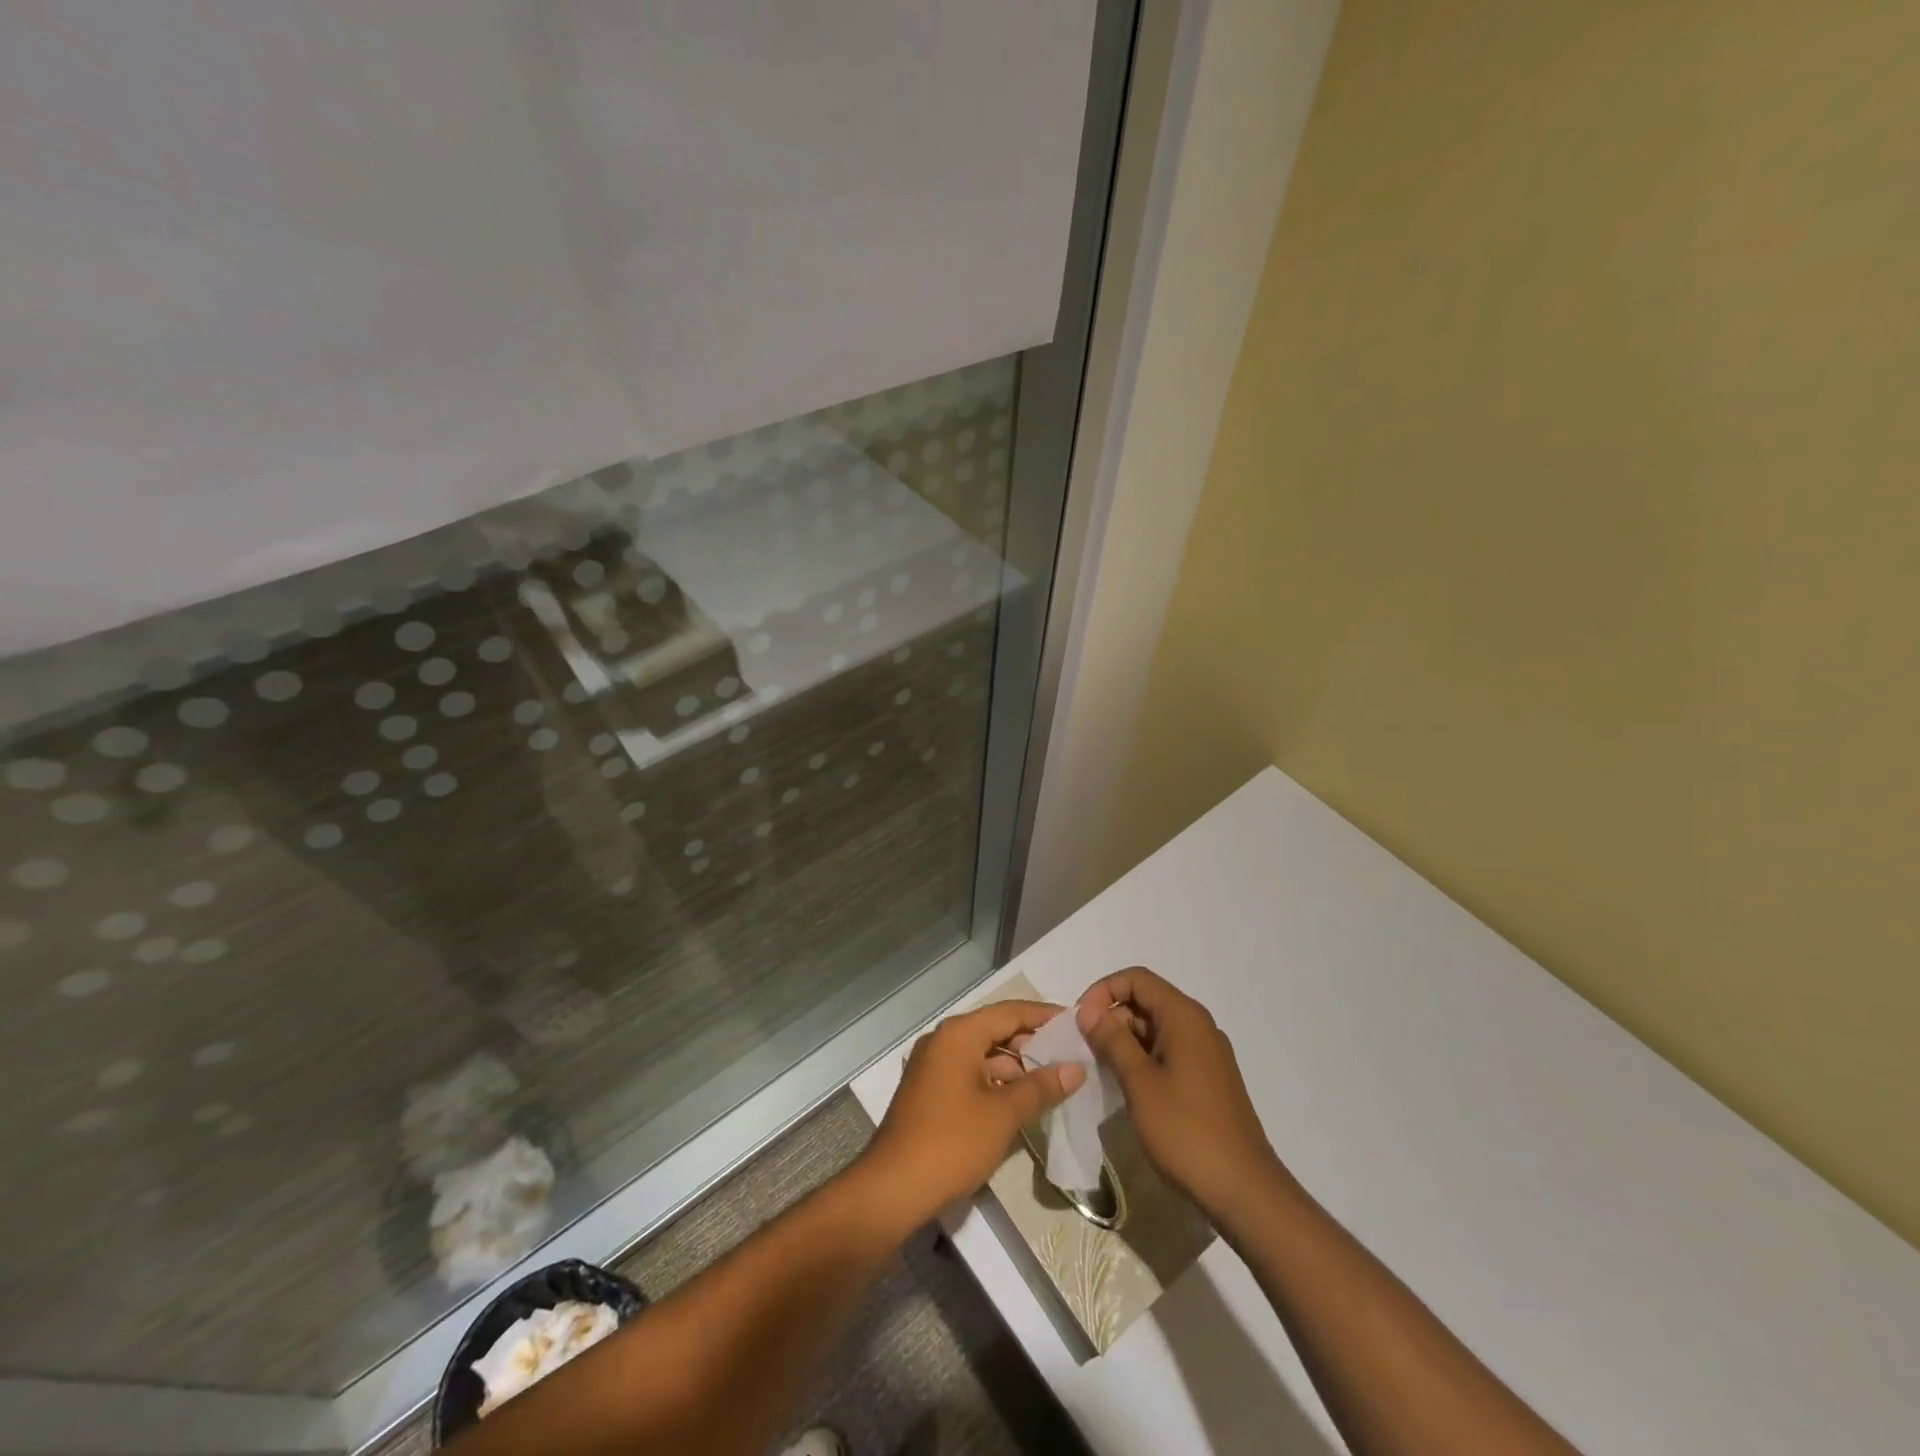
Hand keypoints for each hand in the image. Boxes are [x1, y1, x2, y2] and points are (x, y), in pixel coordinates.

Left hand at [857, 1000, 1085, 1231]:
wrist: (893, 1189)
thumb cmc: (952, 1141)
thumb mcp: (1004, 1113)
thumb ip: (1041, 1086)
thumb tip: (1076, 1068)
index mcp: (959, 1034)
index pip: (1010, 1012)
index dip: (1044, 1016)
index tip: (1076, 1023)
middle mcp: (943, 1041)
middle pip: (996, 1030)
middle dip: (1032, 1044)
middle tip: (1070, 1056)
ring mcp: (933, 1066)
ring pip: (983, 1055)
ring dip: (1016, 1067)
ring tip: (1053, 1083)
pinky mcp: (929, 1091)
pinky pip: (970, 1074)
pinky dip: (996, 1082)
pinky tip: (1020, 1102)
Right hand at [1077, 967, 1285, 1225]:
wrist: (1244, 1191)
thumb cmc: (1187, 1131)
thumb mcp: (1140, 1083)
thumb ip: (1112, 1040)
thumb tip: (1088, 1010)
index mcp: (1185, 1017)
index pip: (1137, 979)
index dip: (1103, 991)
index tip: (1080, 1021)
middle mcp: (1198, 1026)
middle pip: (1146, 1001)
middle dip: (1111, 1016)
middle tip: (1084, 1047)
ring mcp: (1205, 1053)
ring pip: (1155, 1028)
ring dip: (1124, 1040)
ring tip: (1099, 1068)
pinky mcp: (1207, 1079)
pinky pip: (1167, 1051)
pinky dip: (1142, 1058)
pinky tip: (1125, 1085)